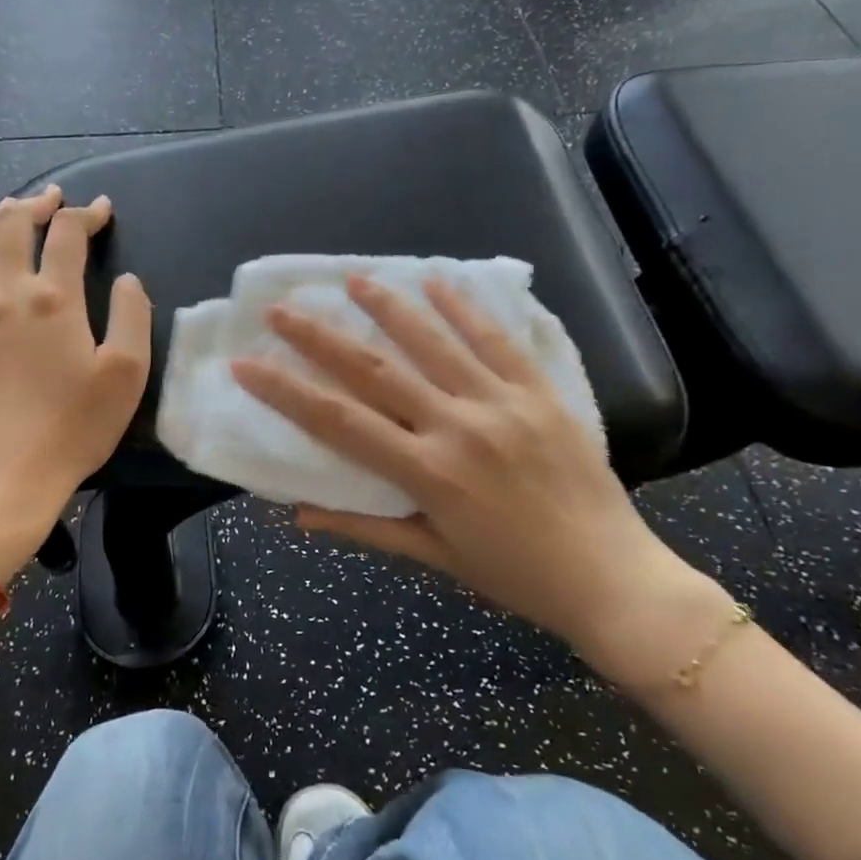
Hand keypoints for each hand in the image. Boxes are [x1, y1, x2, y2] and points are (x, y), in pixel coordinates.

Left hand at [0, 186, 150, 578]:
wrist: (7, 476)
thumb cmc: (75, 426)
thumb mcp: (127, 373)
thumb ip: (133, 315)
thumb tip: (127, 279)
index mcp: (53, 298)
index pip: (67, 234)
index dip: (87, 214)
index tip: (103, 210)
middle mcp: (6, 293)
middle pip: (12, 225)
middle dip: (36, 203)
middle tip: (55, 199)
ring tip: (11, 212)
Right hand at [231, 275, 719, 681]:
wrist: (613, 579)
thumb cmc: (516, 576)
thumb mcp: (434, 557)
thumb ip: (365, 526)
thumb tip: (298, 514)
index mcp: (427, 472)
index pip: (338, 421)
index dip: (286, 391)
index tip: (247, 363)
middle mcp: (458, 427)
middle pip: (375, 370)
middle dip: (320, 336)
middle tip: (282, 308)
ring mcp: (503, 404)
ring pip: (433, 342)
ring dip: (388, 307)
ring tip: (352, 280)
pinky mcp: (541, 393)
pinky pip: (497, 341)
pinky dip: (465, 309)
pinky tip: (436, 282)